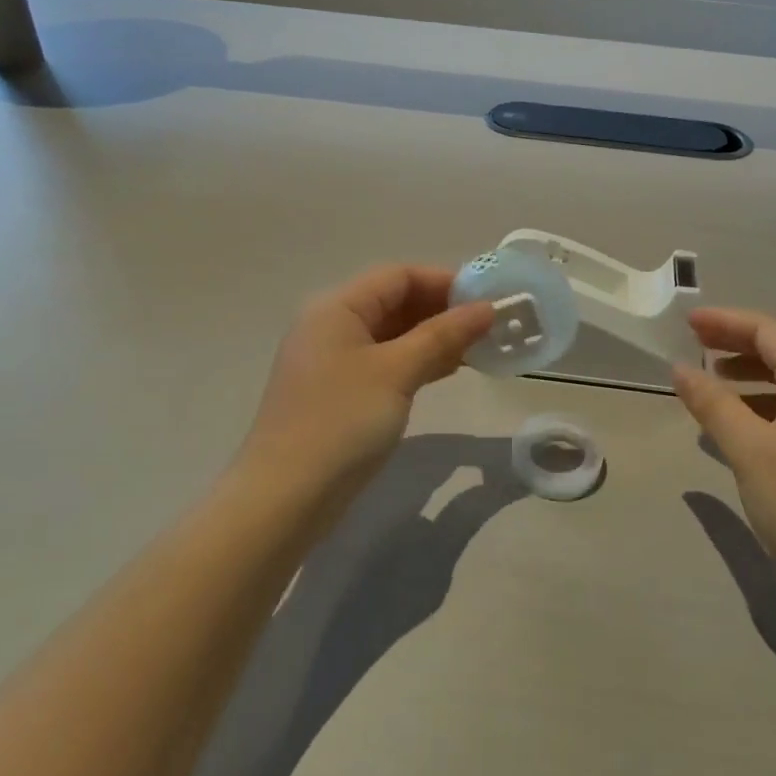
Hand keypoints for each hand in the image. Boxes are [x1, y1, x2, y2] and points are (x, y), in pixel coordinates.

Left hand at [233, 266, 492, 525]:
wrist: (284, 499)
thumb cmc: (341, 422)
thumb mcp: (396, 372)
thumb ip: (443, 335)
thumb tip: (487, 309)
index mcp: (338, 307)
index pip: (399, 276)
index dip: (445, 281)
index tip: (488, 298)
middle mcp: (333, 325)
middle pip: (396, 301)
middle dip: (443, 309)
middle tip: (491, 324)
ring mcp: (335, 361)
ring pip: (394, 334)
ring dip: (435, 337)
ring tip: (481, 346)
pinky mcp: (342, 392)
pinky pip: (387, 362)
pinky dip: (418, 361)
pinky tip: (451, 369)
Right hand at [673, 308, 775, 600]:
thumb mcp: (750, 451)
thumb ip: (713, 403)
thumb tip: (680, 367)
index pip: (771, 332)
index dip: (727, 321)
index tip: (687, 321)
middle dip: (736, 342)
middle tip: (693, 342)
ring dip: (748, 373)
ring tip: (709, 379)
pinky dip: (761, 404)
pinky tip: (736, 423)